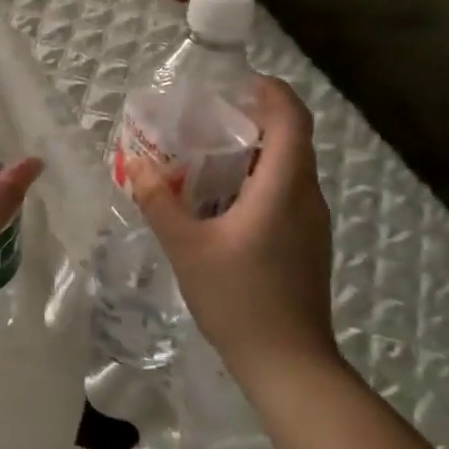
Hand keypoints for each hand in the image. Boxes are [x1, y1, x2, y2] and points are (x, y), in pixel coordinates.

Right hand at [127, 77, 339, 382]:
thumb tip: (136, 164)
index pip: (292, 117)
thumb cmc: (240, 299)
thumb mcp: (187, 247)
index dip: (270, 90)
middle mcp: (307, 196)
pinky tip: (223, 200)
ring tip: (208, 154)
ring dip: (256, 150)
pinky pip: (288, 192)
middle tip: (208, 117)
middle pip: (292, 137)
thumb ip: (159, 201)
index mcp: (284, 186)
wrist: (290, 365)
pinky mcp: (308, 243)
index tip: (235, 82)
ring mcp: (312, 222)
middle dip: (255, 117)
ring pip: (290, 166)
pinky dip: (260, 178)